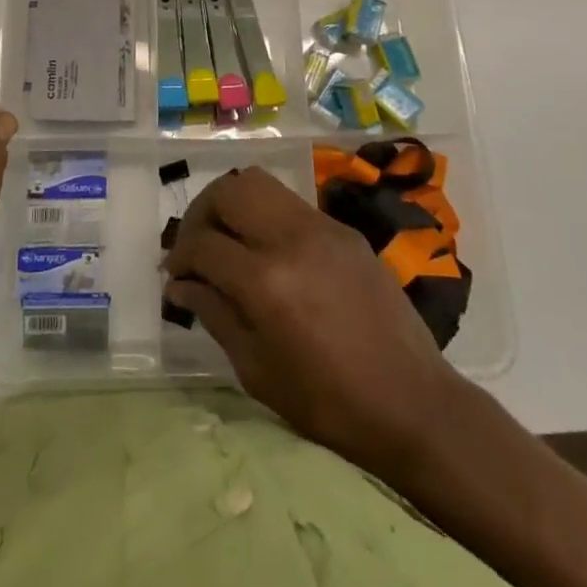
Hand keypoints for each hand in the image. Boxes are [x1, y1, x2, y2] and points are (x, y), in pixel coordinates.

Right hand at [163, 166, 460, 479]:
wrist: (412, 402)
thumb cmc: (328, 402)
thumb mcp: (257, 370)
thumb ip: (214, 315)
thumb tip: (180, 284)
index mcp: (266, 281)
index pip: (203, 245)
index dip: (180, 257)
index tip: (174, 274)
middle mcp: (290, 238)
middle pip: (228, 191)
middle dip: (201, 213)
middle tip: (196, 246)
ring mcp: (321, 226)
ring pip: (260, 183)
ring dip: (233, 204)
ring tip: (228, 238)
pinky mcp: (343, 229)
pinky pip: (291, 204)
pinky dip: (267, 216)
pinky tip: (268, 251)